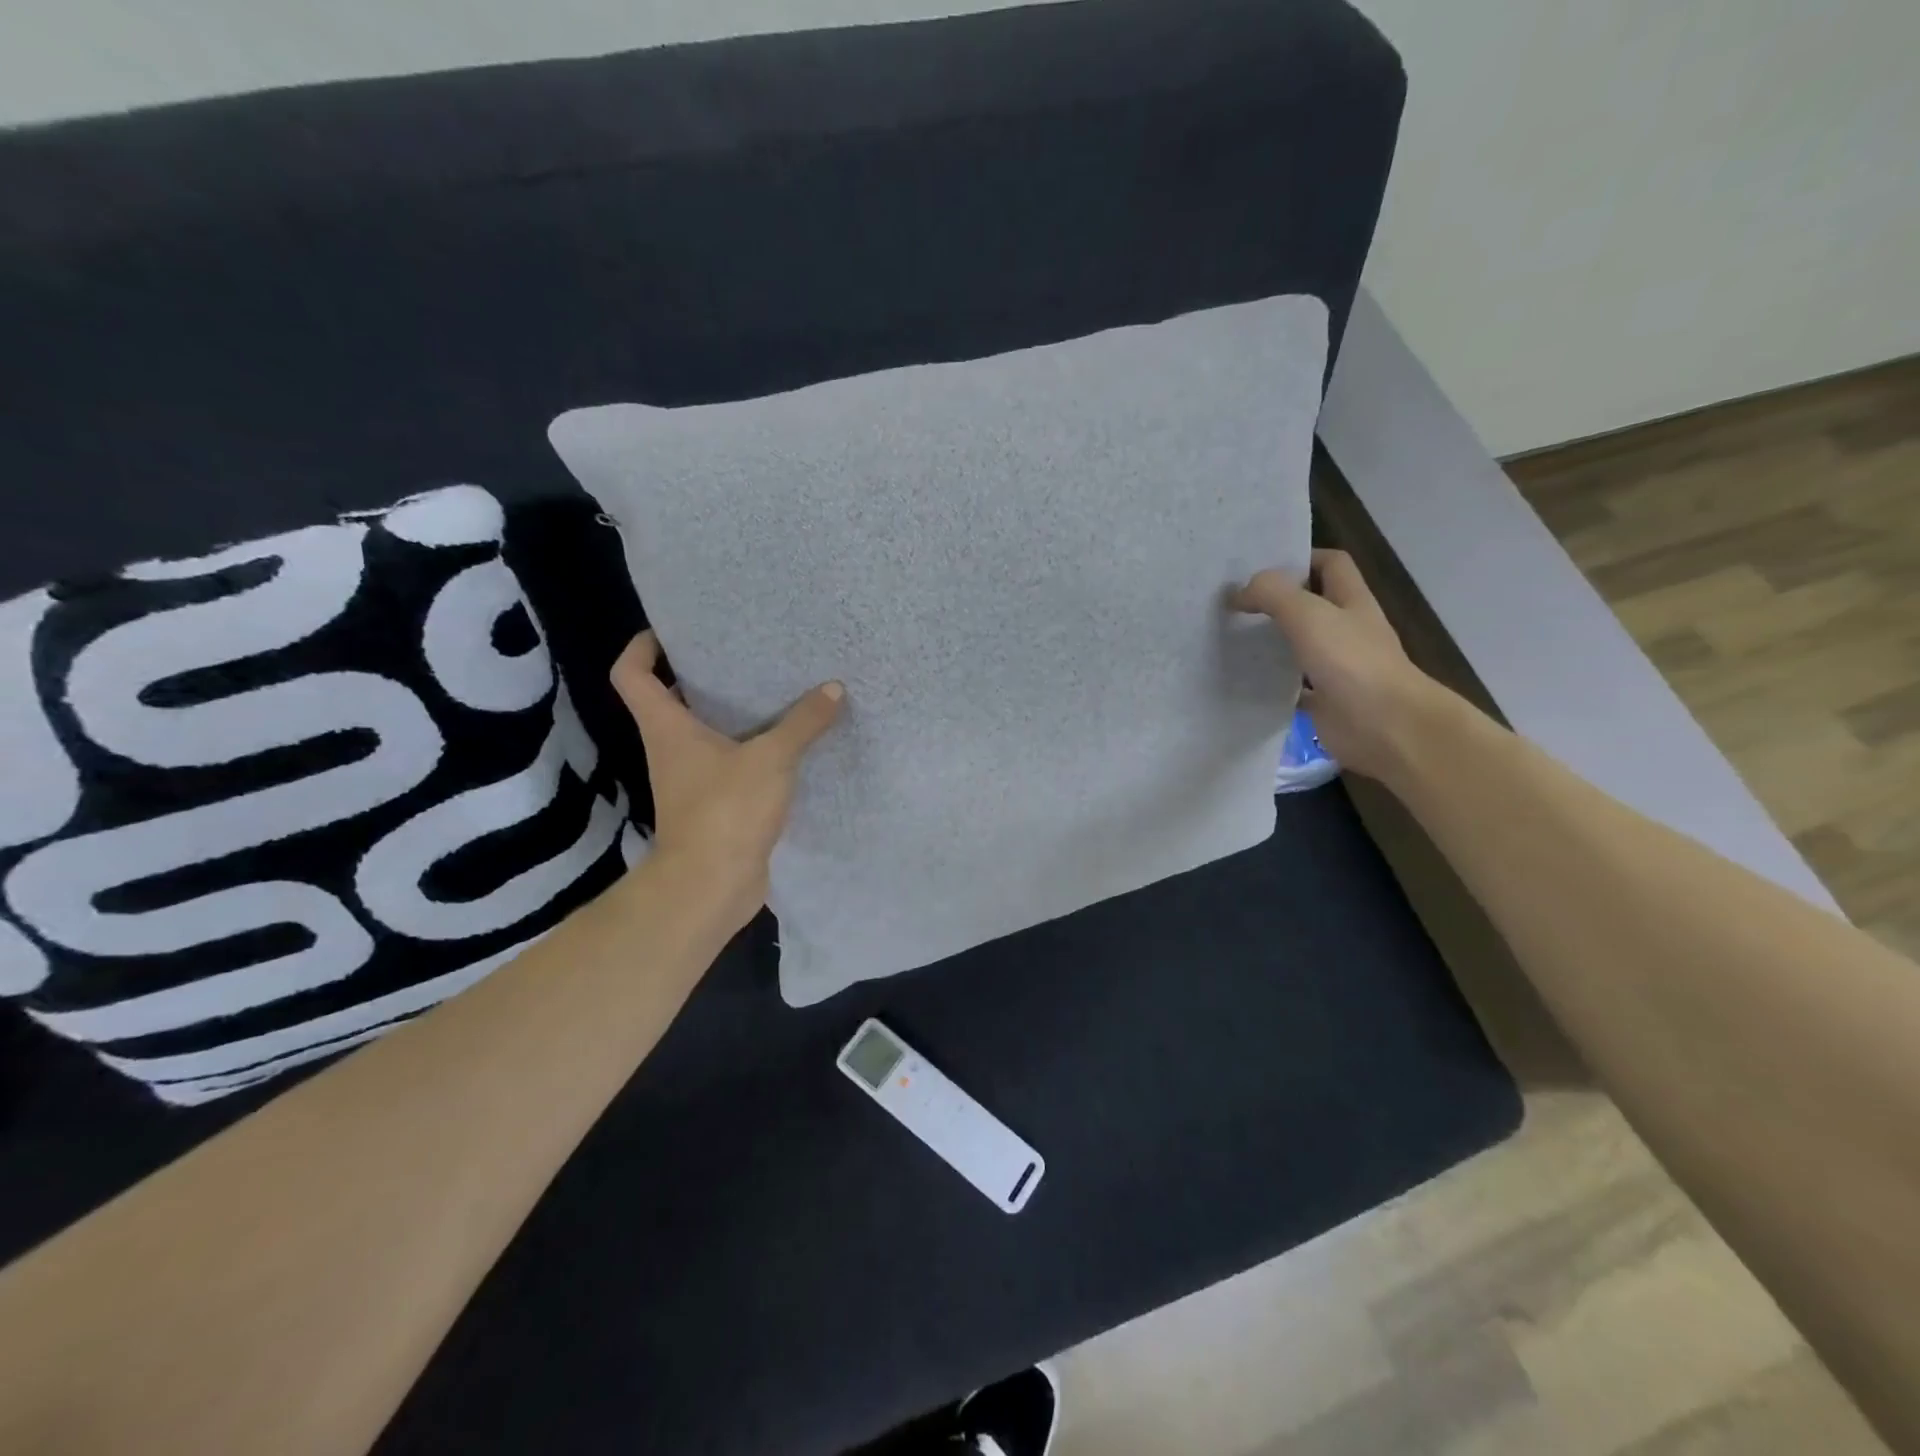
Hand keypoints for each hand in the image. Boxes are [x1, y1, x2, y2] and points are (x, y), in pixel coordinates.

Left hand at [610, 632, 843, 933]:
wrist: (712, 886)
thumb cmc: (726, 810)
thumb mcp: (771, 758)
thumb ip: (803, 722)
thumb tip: (833, 689)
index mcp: (666, 727)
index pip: (631, 674)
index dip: (642, 647)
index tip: (671, 631)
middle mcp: (670, 749)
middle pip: (668, 700)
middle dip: (696, 675)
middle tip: (738, 654)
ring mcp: (689, 780)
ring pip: (702, 733)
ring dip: (727, 714)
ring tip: (769, 691)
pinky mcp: (712, 805)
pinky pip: (727, 764)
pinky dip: (748, 750)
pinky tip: (784, 743)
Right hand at [1232, 549, 1448, 782]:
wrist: (1386, 727)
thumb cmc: (1352, 662)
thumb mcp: (1308, 615)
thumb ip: (1272, 595)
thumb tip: (1238, 591)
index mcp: (1351, 601)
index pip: (1331, 564)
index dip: (1301, 558)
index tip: (1261, 567)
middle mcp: (1347, 630)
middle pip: (1312, 605)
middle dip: (1277, 601)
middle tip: (1235, 603)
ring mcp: (1338, 667)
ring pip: (1300, 646)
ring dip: (1272, 642)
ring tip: (1232, 639)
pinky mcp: (1327, 701)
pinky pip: (1295, 688)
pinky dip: (1273, 685)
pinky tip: (1246, 682)